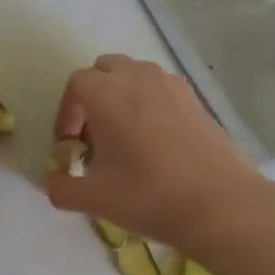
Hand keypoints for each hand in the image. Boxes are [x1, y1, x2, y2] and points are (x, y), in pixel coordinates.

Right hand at [45, 54, 262, 256]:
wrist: (220, 205)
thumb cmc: (148, 196)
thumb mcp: (94, 199)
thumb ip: (62, 187)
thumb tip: (53, 182)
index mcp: (107, 94)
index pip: (76, 85)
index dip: (67, 112)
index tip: (70, 144)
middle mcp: (138, 78)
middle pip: (106, 70)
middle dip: (93, 96)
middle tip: (94, 135)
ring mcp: (172, 85)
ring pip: (136, 76)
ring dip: (122, 96)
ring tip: (125, 137)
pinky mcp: (196, 100)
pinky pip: (162, 90)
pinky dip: (150, 104)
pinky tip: (156, 143)